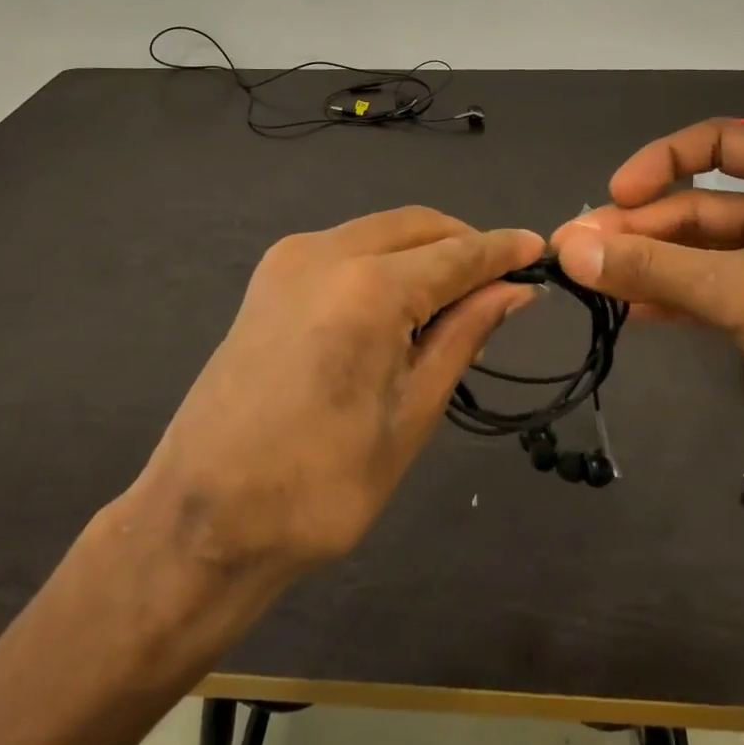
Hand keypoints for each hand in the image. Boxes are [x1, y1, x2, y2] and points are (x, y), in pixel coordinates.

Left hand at [137, 208, 543, 583]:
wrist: (201, 519)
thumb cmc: (319, 487)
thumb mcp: (411, 415)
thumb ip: (463, 336)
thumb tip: (513, 292)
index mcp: (367, 288)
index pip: (456, 254)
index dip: (502, 251)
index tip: (542, 250)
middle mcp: (325, 252)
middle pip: (417, 225)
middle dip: (464, 244)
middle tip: (502, 282)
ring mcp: (289, 259)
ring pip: (381, 231)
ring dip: (425, 251)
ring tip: (457, 297)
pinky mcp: (270, 276)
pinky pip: (347, 246)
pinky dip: (386, 260)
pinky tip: (402, 301)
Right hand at [550, 119, 743, 509]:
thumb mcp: (741, 288)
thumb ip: (651, 267)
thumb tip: (567, 249)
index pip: (717, 144)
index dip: (659, 162)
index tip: (614, 195)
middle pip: (703, 206)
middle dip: (642, 228)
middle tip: (578, 251)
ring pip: (706, 254)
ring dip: (652, 266)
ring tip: (592, 282)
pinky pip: (719, 294)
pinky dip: (677, 300)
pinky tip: (632, 312)